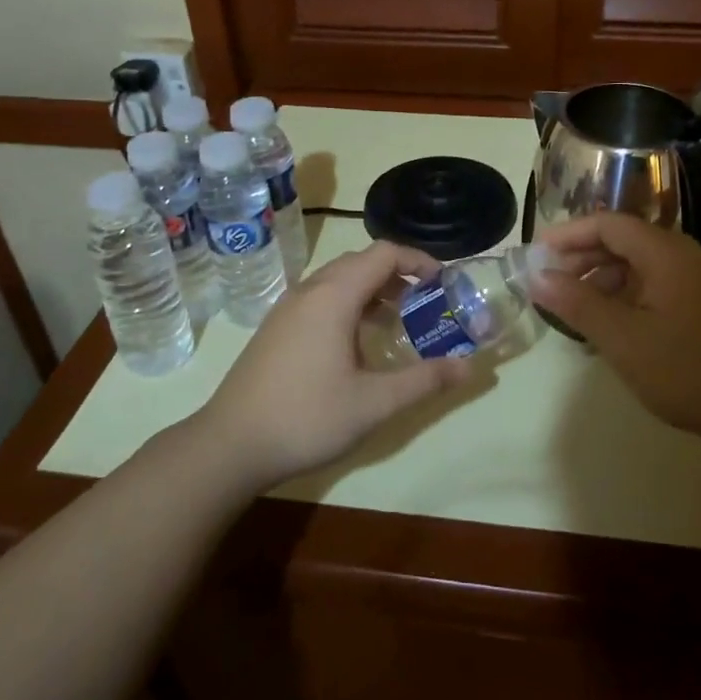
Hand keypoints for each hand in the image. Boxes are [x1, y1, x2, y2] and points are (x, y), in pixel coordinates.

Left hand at [194, 242, 470, 489]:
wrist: (230, 445)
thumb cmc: (307, 417)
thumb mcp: (375, 403)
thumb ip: (425, 380)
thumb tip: (470, 367)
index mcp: (334, 296)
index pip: (384, 253)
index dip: (418, 260)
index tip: (443, 283)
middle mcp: (310, 291)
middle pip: (361, 261)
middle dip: (398, 274)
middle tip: (426, 302)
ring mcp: (288, 308)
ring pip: (338, 279)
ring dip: (372, 289)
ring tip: (397, 320)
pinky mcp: (276, 328)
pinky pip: (321, 298)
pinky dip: (348, 303)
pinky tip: (357, 343)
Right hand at [530, 214, 700, 440]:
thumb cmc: (687, 370)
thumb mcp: (622, 339)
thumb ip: (577, 303)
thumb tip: (537, 276)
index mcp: (664, 252)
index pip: (607, 223)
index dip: (568, 234)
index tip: (536, 253)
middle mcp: (681, 255)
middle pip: (622, 240)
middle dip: (581, 256)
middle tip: (548, 281)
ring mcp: (694, 279)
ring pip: (637, 264)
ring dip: (601, 278)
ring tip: (573, 306)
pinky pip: (652, 284)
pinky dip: (623, 295)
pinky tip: (608, 324)